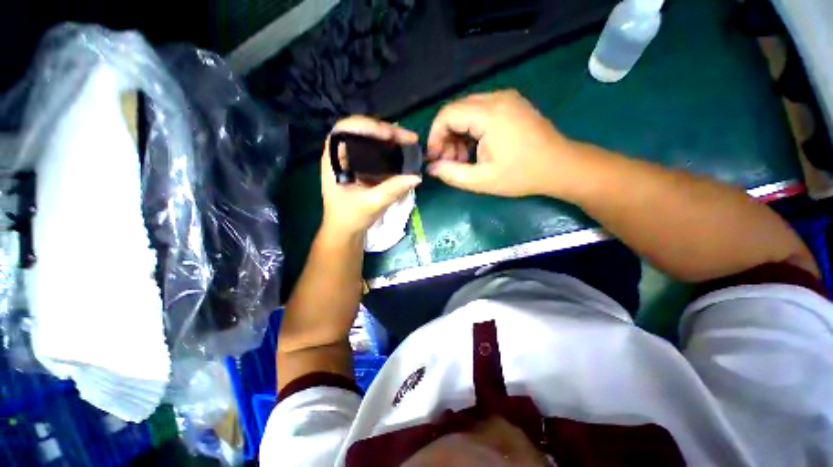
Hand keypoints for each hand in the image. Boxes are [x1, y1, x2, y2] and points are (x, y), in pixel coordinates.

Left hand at [321, 116, 422, 236]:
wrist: (346, 231)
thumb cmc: (351, 217)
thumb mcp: (372, 203)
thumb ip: (393, 190)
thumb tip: (416, 177)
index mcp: (334, 159)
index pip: (346, 129)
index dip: (367, 126)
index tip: (389, 136)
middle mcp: (342, 155)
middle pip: (362, 131)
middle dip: (386, 131)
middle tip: (408, 137)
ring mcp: (353, 160)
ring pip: (371, 140)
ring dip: (391, 139)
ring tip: (409, 141)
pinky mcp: (362, 168)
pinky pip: (377, 152)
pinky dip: (391, 150)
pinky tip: (403, 152)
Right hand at [426, 90, 576, 196]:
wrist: (560, 166)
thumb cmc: (521, 175)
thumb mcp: (482, 180)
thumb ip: (452, 173)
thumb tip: (431, 168)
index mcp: (489, 114)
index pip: (447, 114)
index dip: (435, 136)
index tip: (434, 158)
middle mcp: (496, 98)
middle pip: (456, 111)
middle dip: (446, 137)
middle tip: (449, 161)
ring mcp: (506, 99)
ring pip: (467, 111)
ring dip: (458, 135)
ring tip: (463, 159)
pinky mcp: (511, 104)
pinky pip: (481, 112)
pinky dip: (471, 130)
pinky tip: (475, 149)